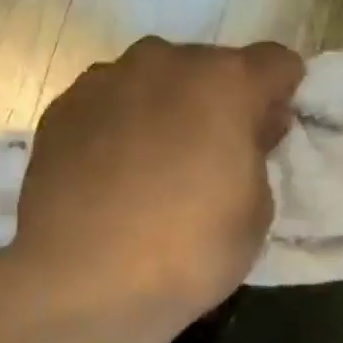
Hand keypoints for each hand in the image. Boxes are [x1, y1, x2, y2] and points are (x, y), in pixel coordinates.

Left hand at [13, 37, 302, 318]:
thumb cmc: (188, 252)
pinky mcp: (61, 111)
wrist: (83, 279)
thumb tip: (245, 134)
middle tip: (212, 154)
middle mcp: (163, 64)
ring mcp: (104, 82)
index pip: (275, 63)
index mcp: (224, 84)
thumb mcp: (255, 216)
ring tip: (153, 165)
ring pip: (151, 82)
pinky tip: (111, 174)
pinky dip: (117, 128)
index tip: (271, 129)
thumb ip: (256, 158)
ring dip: (163, 109)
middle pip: (207, 68)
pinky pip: (106, 106)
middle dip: (217, 102)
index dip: (281, 93)